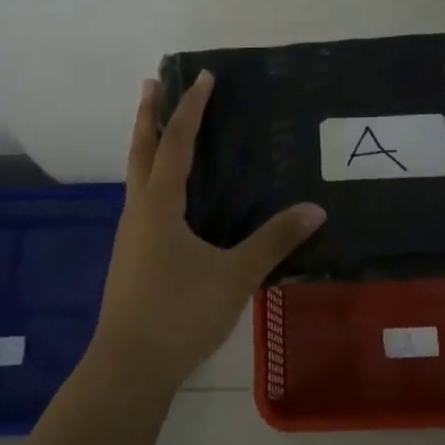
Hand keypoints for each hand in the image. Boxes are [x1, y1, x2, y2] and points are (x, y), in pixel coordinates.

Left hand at [91, 71, 326, 391]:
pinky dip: (151, 176)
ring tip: (158, 127)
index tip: (204, 77)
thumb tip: (315, 209)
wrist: (129, 367)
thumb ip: (274, 240)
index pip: (177, 142)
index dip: (191, 108)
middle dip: (148, 113)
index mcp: (160, 204)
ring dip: (146, 143)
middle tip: (153, 81)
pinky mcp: (131, 255)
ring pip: (136, 174)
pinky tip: (166, 194)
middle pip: (141, 149)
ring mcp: (130, 234)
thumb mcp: (235, 275)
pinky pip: (141, 198)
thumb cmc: (180, 313)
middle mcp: (139, 210)